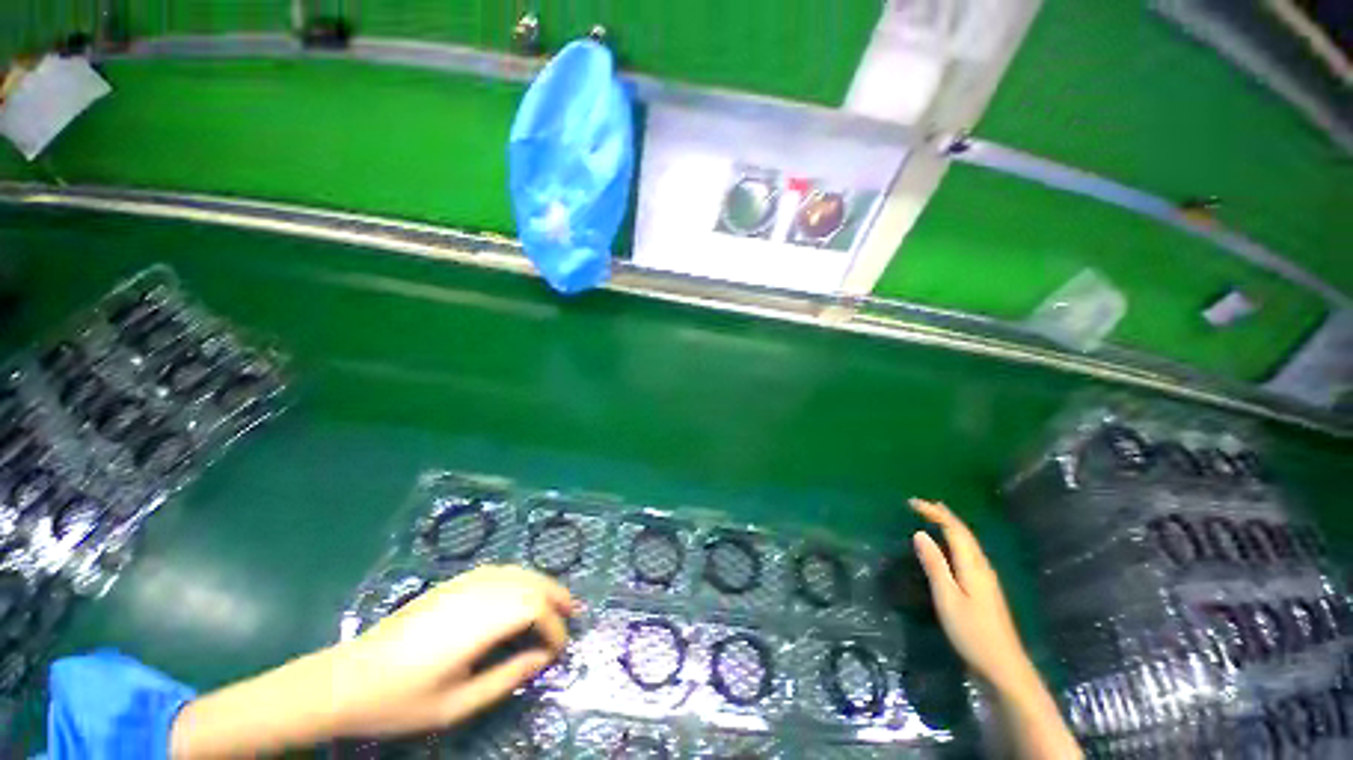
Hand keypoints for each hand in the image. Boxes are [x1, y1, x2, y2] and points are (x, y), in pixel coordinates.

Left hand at [330, 565, 577, 736]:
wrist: (349, 678)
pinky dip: (521, 578)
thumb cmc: (404, 699)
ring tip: (556, 601)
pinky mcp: (454, 582)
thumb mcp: (458, 704)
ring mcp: (465, 583)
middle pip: (532, 583)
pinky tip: (523, 591)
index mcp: (481, 623)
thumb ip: (507, 677)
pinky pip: (500, 570)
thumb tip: (542, 658)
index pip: (535, 611)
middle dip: (557, 597)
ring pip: (519, 572)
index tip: (559, 650)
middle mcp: (479, 593)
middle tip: (574, 614)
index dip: (555, 628)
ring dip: (542, 584)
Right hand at [909, 498, 1033, 692]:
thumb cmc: (972, 632)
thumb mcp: (947, 598)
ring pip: (968, 543)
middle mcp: (982, 566)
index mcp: (973, 565)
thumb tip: (920, 533)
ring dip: (950, 526)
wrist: (1003, 667)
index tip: (912, 503)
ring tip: (934, 517)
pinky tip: (950, 547)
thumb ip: (934, 565)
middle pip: (964, 533)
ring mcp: (987, 578)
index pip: (954, 529)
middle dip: (943, 515)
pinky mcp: (985, 588)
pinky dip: (955, 540)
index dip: (934, 513)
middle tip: (921, 504)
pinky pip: (969, 553)